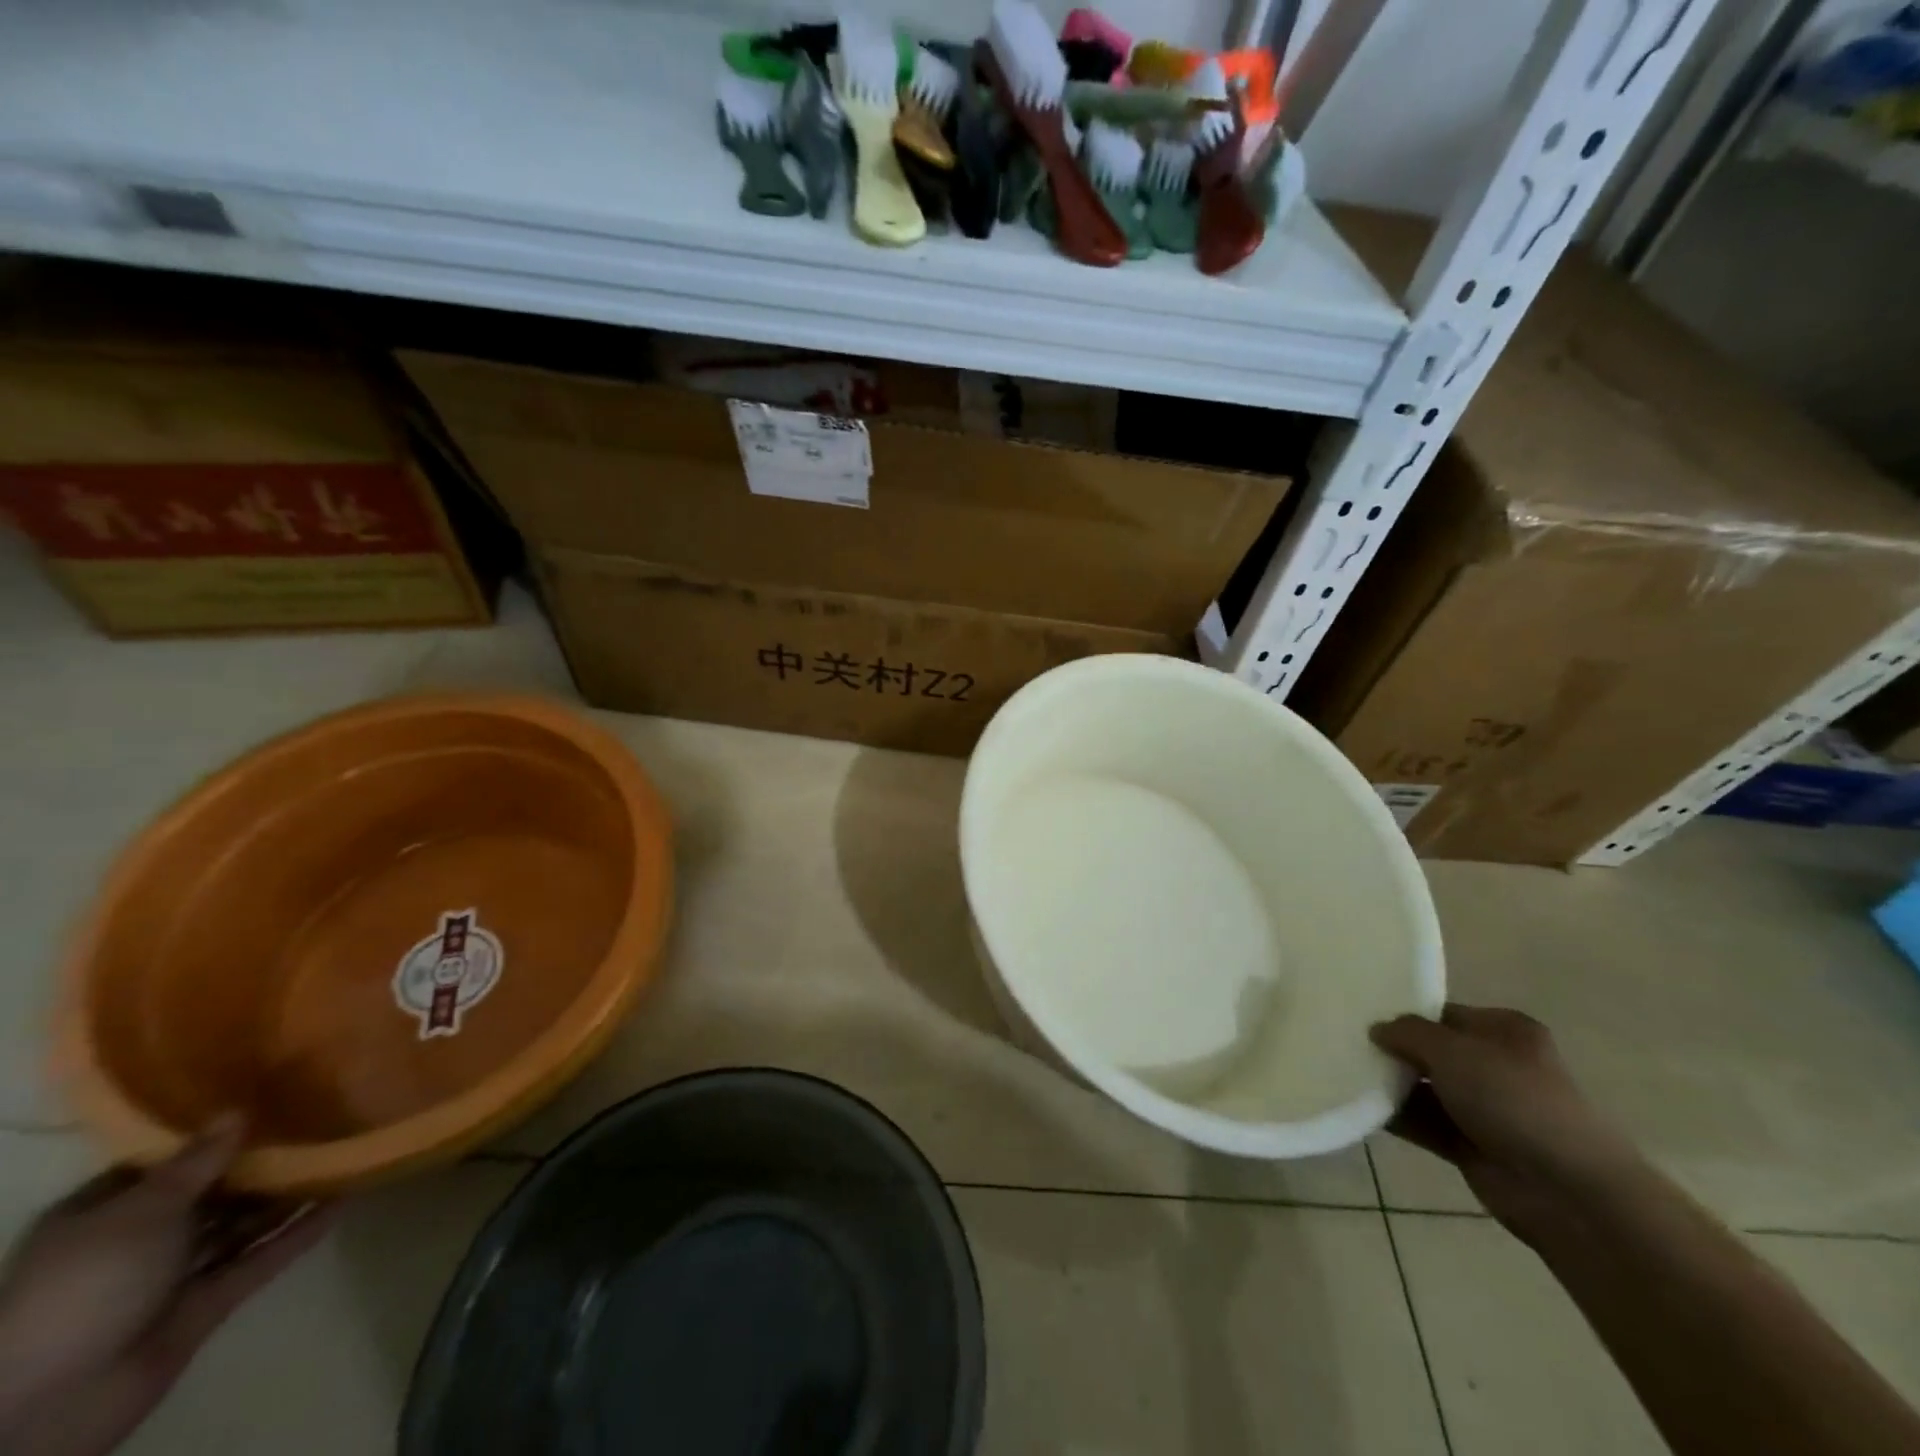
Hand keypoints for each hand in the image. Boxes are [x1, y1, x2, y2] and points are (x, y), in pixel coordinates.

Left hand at [0, 1118, 335, 1455]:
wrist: (58, 1401)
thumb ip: (197, 1162)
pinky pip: (260, 1259)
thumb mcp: (141, 1211)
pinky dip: (299, 1233)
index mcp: (100, 1217)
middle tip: (318, 1122)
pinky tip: (342, 1202)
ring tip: (340, 1155)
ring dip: (286, 1196)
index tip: (263, 1102)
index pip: (160, 1165)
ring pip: (240, 1225)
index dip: (207, 1136)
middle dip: (259, 1165)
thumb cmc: (87, 1285)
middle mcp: (135, 1243)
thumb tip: (238, 1111)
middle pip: (209, 1194)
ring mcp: (173, 1277)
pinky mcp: (208, 1303)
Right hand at [1371, 1004, 1643, 1238]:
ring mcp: (1486, 1109)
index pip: (1443, 1013)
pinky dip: (1397, 1117)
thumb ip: (1408, 1032)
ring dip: (1391, 1085)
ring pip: (1425, 1088)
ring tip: (1343, 1071)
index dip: (1405, 1013)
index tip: (1361, 1014)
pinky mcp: (1473, 1146)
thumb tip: (1377, 1029)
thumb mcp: (1452, 1049)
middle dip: (1394, 1050)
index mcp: (1504, 1031)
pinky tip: (1359, 1106)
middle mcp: (1497, 1065)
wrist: (1568, 1192)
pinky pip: (1425, 1123)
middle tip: (1345, 1041)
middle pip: (1432, 1051)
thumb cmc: (1513, 1099)